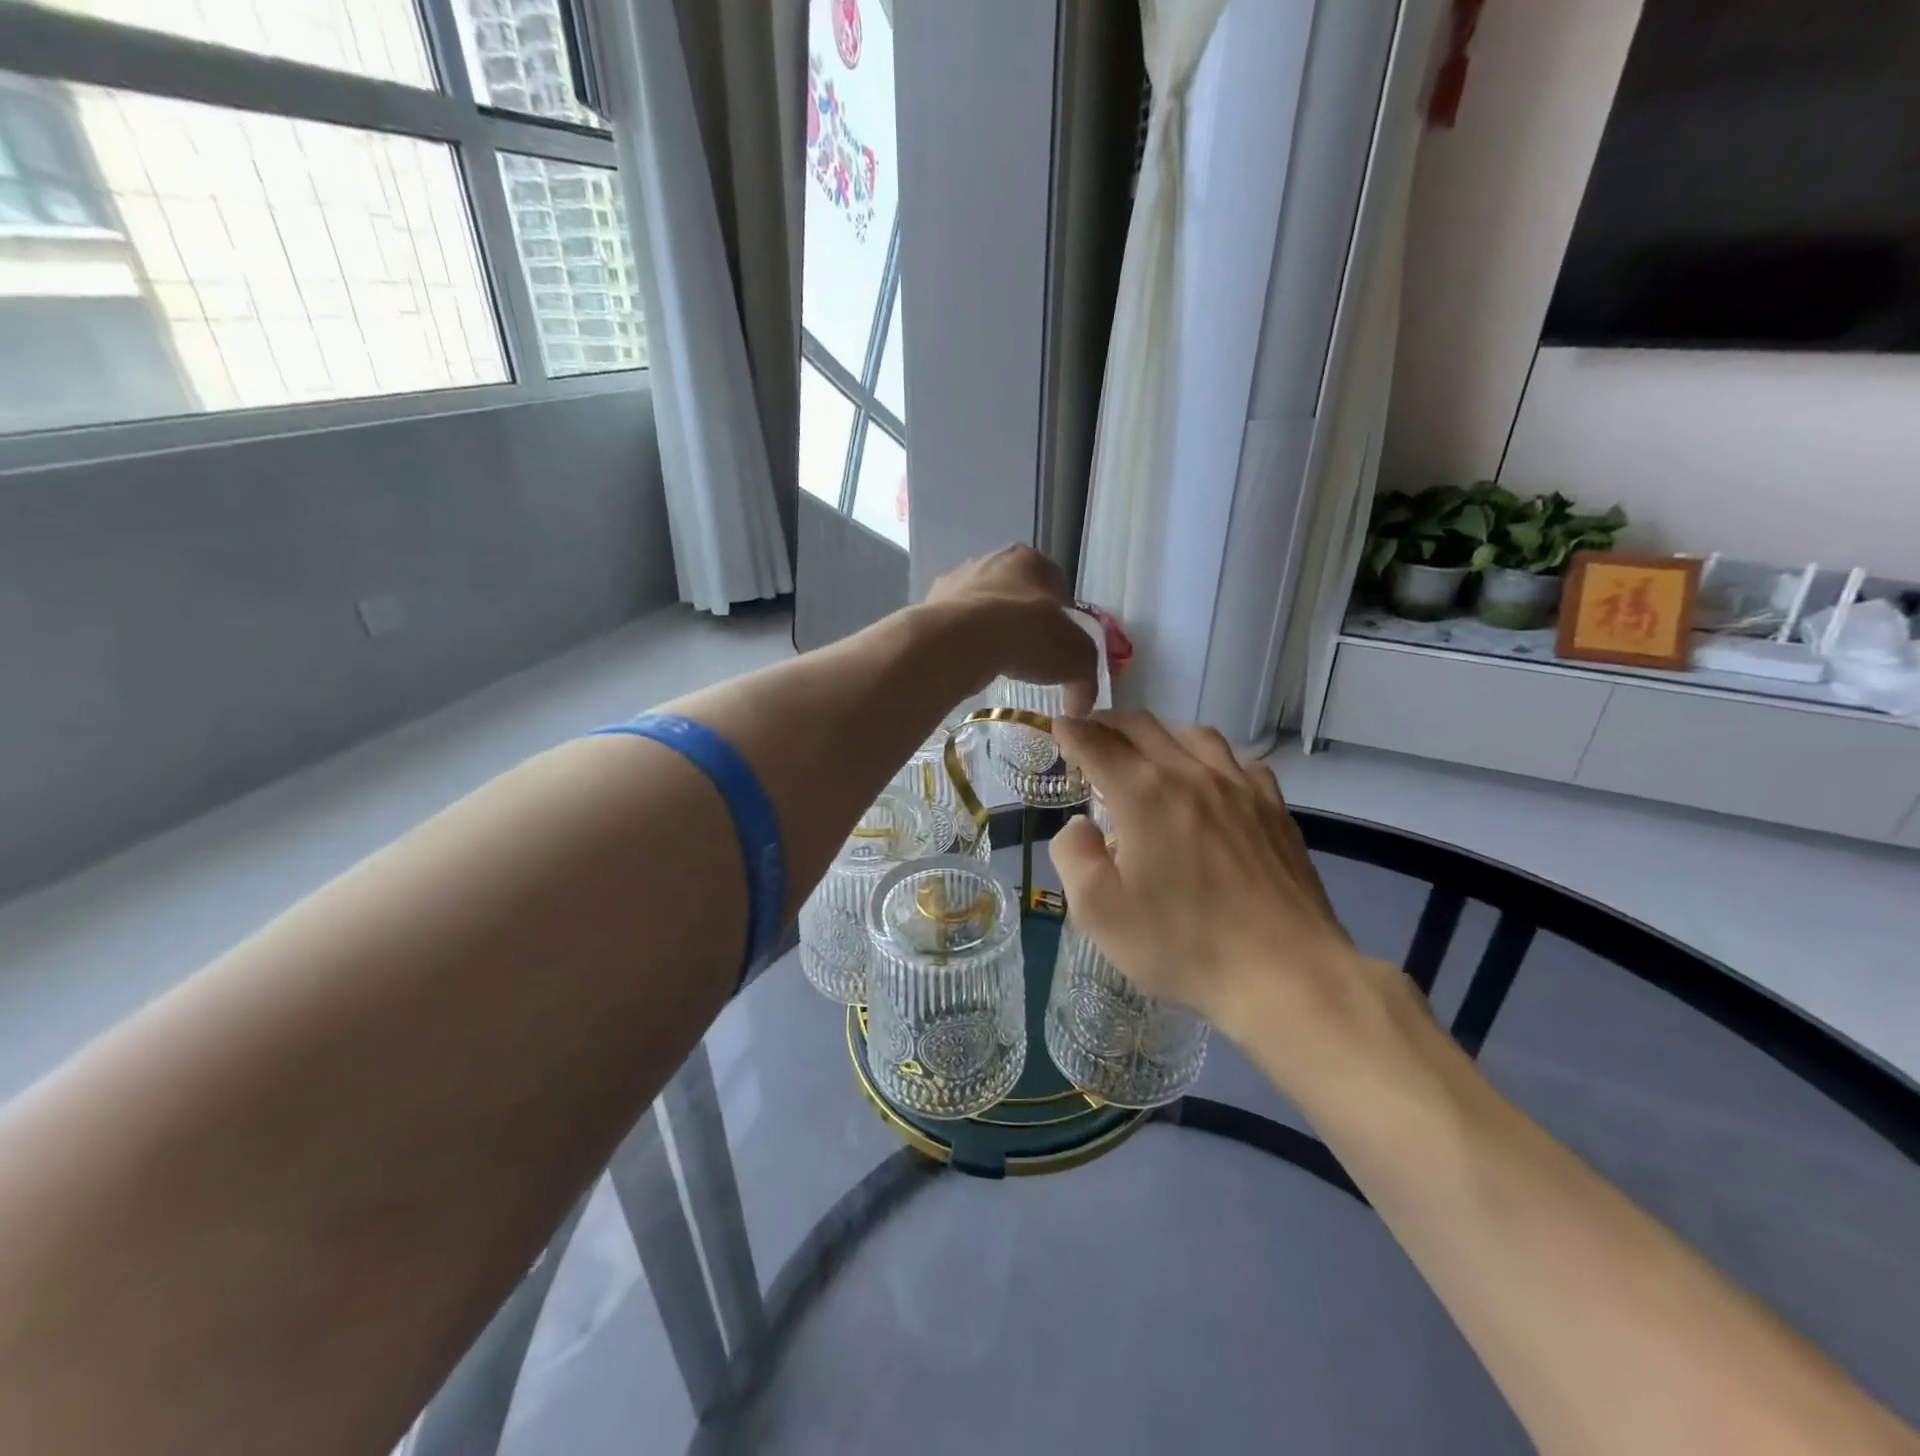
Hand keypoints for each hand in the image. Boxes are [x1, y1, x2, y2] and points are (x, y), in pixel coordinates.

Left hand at [923, 544, 1096, 714]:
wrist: (959, 641)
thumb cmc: (1027, 635)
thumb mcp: (1077, 659)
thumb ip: (1086, 680)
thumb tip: (1082, 706)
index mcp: (1030, 559)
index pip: (1057, 587)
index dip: (1064, 620)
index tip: (1062, 649)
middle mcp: (991, 560)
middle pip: (1017, 595)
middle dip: (1024, 622)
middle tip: (1030, 658)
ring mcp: (956, 581)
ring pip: (983, 609)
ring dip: (991, 632)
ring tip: (997, 665)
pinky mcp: (929, 605)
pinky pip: (955, 626)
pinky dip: (964, 643)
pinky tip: (969, 665)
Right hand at [1047, 712, 1359, 1046]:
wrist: (1285, 973)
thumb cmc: (1182, 944)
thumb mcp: (1099, 911)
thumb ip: (1073, 855)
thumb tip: (1080, 826)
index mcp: (1143, 794)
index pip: (1097, 744)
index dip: (1071, 732)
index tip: (1058, 728)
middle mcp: (1189, 774)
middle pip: (1142, 726)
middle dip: (1107, 724)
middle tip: (1090, 737)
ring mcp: (1238, 786)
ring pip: (1191, 734)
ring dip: (1157, 734)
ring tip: (1145, 753)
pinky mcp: (1273, 806)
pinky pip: (1236, 759)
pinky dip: (1207, 757)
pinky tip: (1207, 779)